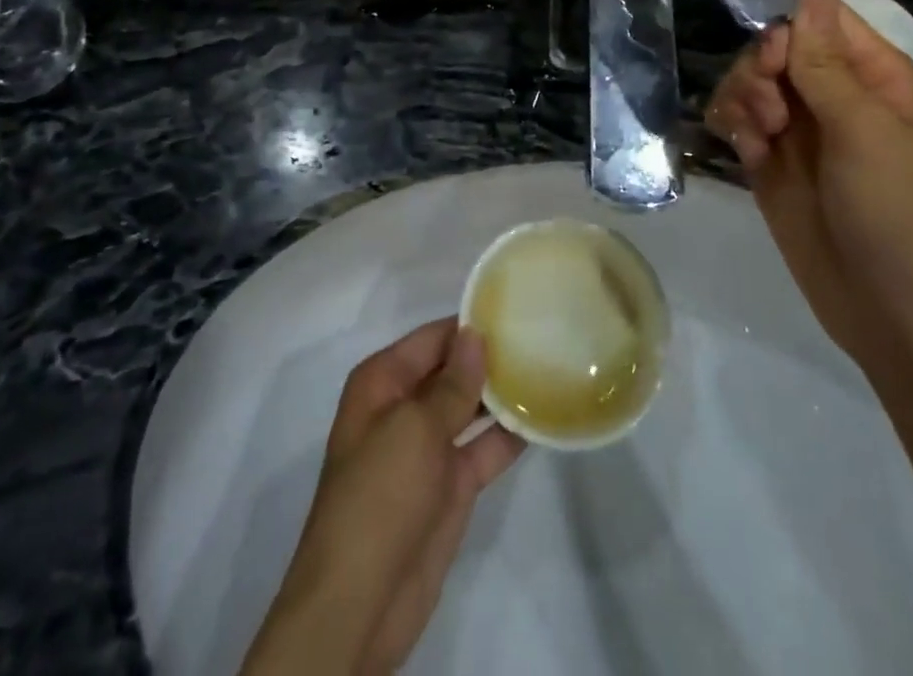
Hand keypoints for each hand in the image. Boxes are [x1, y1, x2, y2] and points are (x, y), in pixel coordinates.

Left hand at [242, 319, 524, 675]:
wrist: (360, 602)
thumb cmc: (379, 495)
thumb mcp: (414, 428)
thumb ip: (452, 383)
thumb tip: (476, 334)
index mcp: (384, 382)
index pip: (433, 338)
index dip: (471, 324)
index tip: (517, 308)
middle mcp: (405, 406)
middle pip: (454, 369)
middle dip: (492, 356)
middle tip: (545, 334)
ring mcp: (430, 447)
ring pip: (472, 407)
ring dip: (504, 393)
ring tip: (552, 366)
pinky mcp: (452, 485)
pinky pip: (485, 448)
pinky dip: (511, 434)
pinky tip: (546, 415)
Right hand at [705, 0, 912, 362]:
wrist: (889, 309)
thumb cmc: (895, 210)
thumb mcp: (864, 131)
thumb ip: (826, 63)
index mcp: (873, 76)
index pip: (819, 20)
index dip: (787, 30)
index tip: (775, 61)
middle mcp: (833, 94)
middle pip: (774, 47)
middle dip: (760, 71)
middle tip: (771, 114)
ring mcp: (799, 128)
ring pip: (749, 80)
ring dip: (742, 99)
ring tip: (759, 139)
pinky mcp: (769, 160)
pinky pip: (736, 119)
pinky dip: (733, 126)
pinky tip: (746, 153)